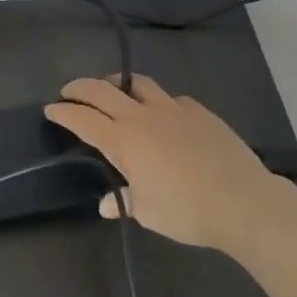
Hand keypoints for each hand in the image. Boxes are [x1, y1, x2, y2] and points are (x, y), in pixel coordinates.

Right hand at [44, 75, 290, 252]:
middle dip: (79, 88)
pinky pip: (170, 98)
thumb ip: (123, 202)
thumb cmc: (188, 211)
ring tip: (112, 92)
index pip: (81, 118)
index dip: (62, 112)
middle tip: (68, 92)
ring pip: (136, 83)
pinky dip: (157, 102)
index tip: (50, 110)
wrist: (246, 203)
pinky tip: (163, 116)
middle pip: (101, 89)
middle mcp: (142, 116)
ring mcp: (172, 109)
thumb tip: (106, 204)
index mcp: (123, 140)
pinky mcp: (199, 111)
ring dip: (117, 84)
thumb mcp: (148, 213)